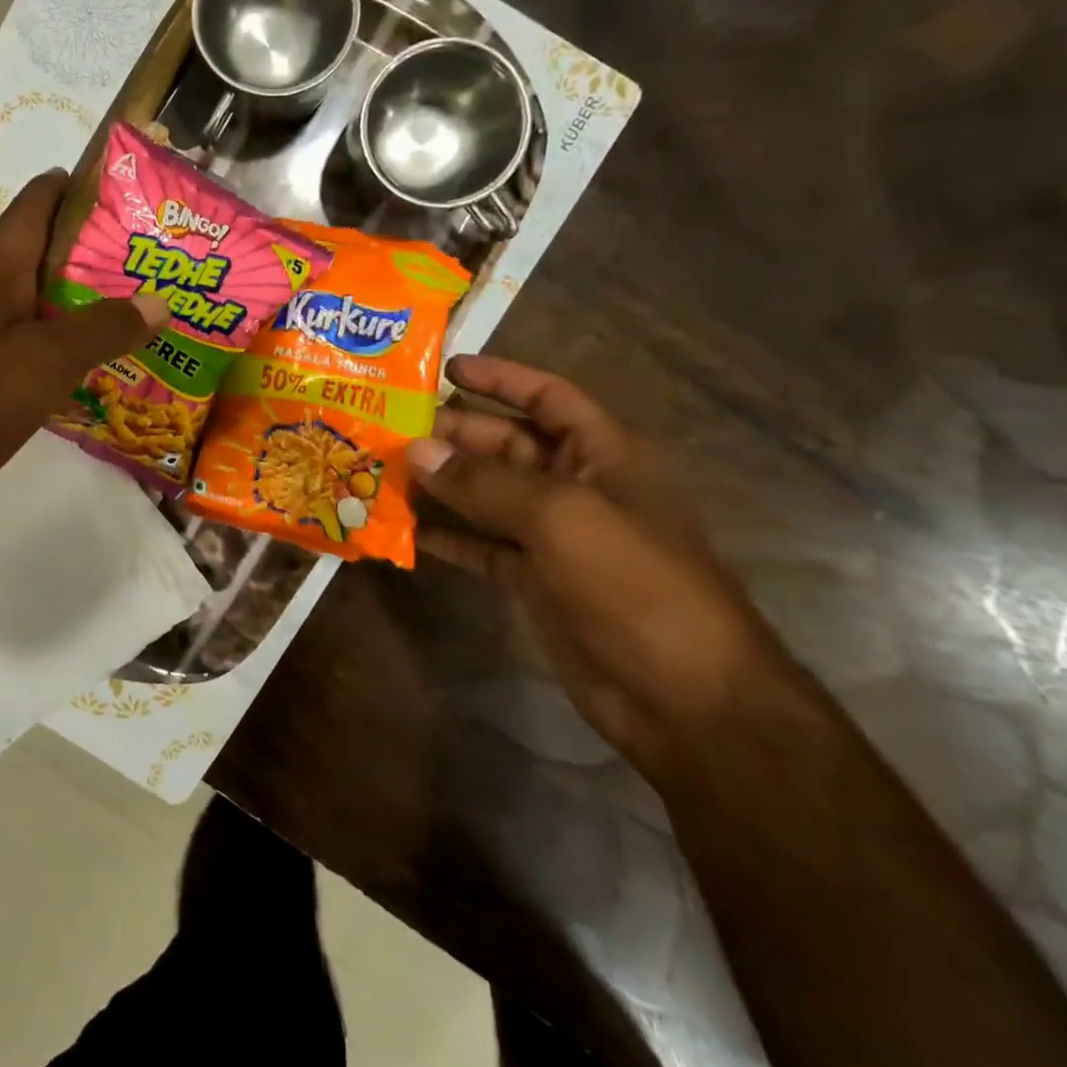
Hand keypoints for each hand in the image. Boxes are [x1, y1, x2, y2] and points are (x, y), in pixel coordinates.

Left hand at [0, 171, 164, 522]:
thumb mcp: (49, 360)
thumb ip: (105, 329)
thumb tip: (161, 301)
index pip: (37, 201)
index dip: (77, 186)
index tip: (125, 191)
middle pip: (32, 244)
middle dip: (81, 244)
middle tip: (133, 257)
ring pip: (25, 291)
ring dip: (67, 292)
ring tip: (118, 305)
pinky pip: (18, 331)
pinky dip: (50, 333)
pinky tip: (78, 359)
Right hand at [408, 356, 798, 781]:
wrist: (683, 698)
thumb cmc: (636, 585)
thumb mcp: (562, 518)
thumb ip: (486, 482)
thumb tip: (416, 451)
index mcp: (602, 454)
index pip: (547, 397)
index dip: (500, 378)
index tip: (444, 368)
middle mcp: (576, 487)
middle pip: (506, 445)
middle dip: (452, 435)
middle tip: (389, 428)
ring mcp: (553, 537)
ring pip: (486, 496)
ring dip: (440, 484)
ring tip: (382, 472)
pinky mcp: (534, 580)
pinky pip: (481, 546)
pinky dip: (447, 537)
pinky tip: (404, 531)